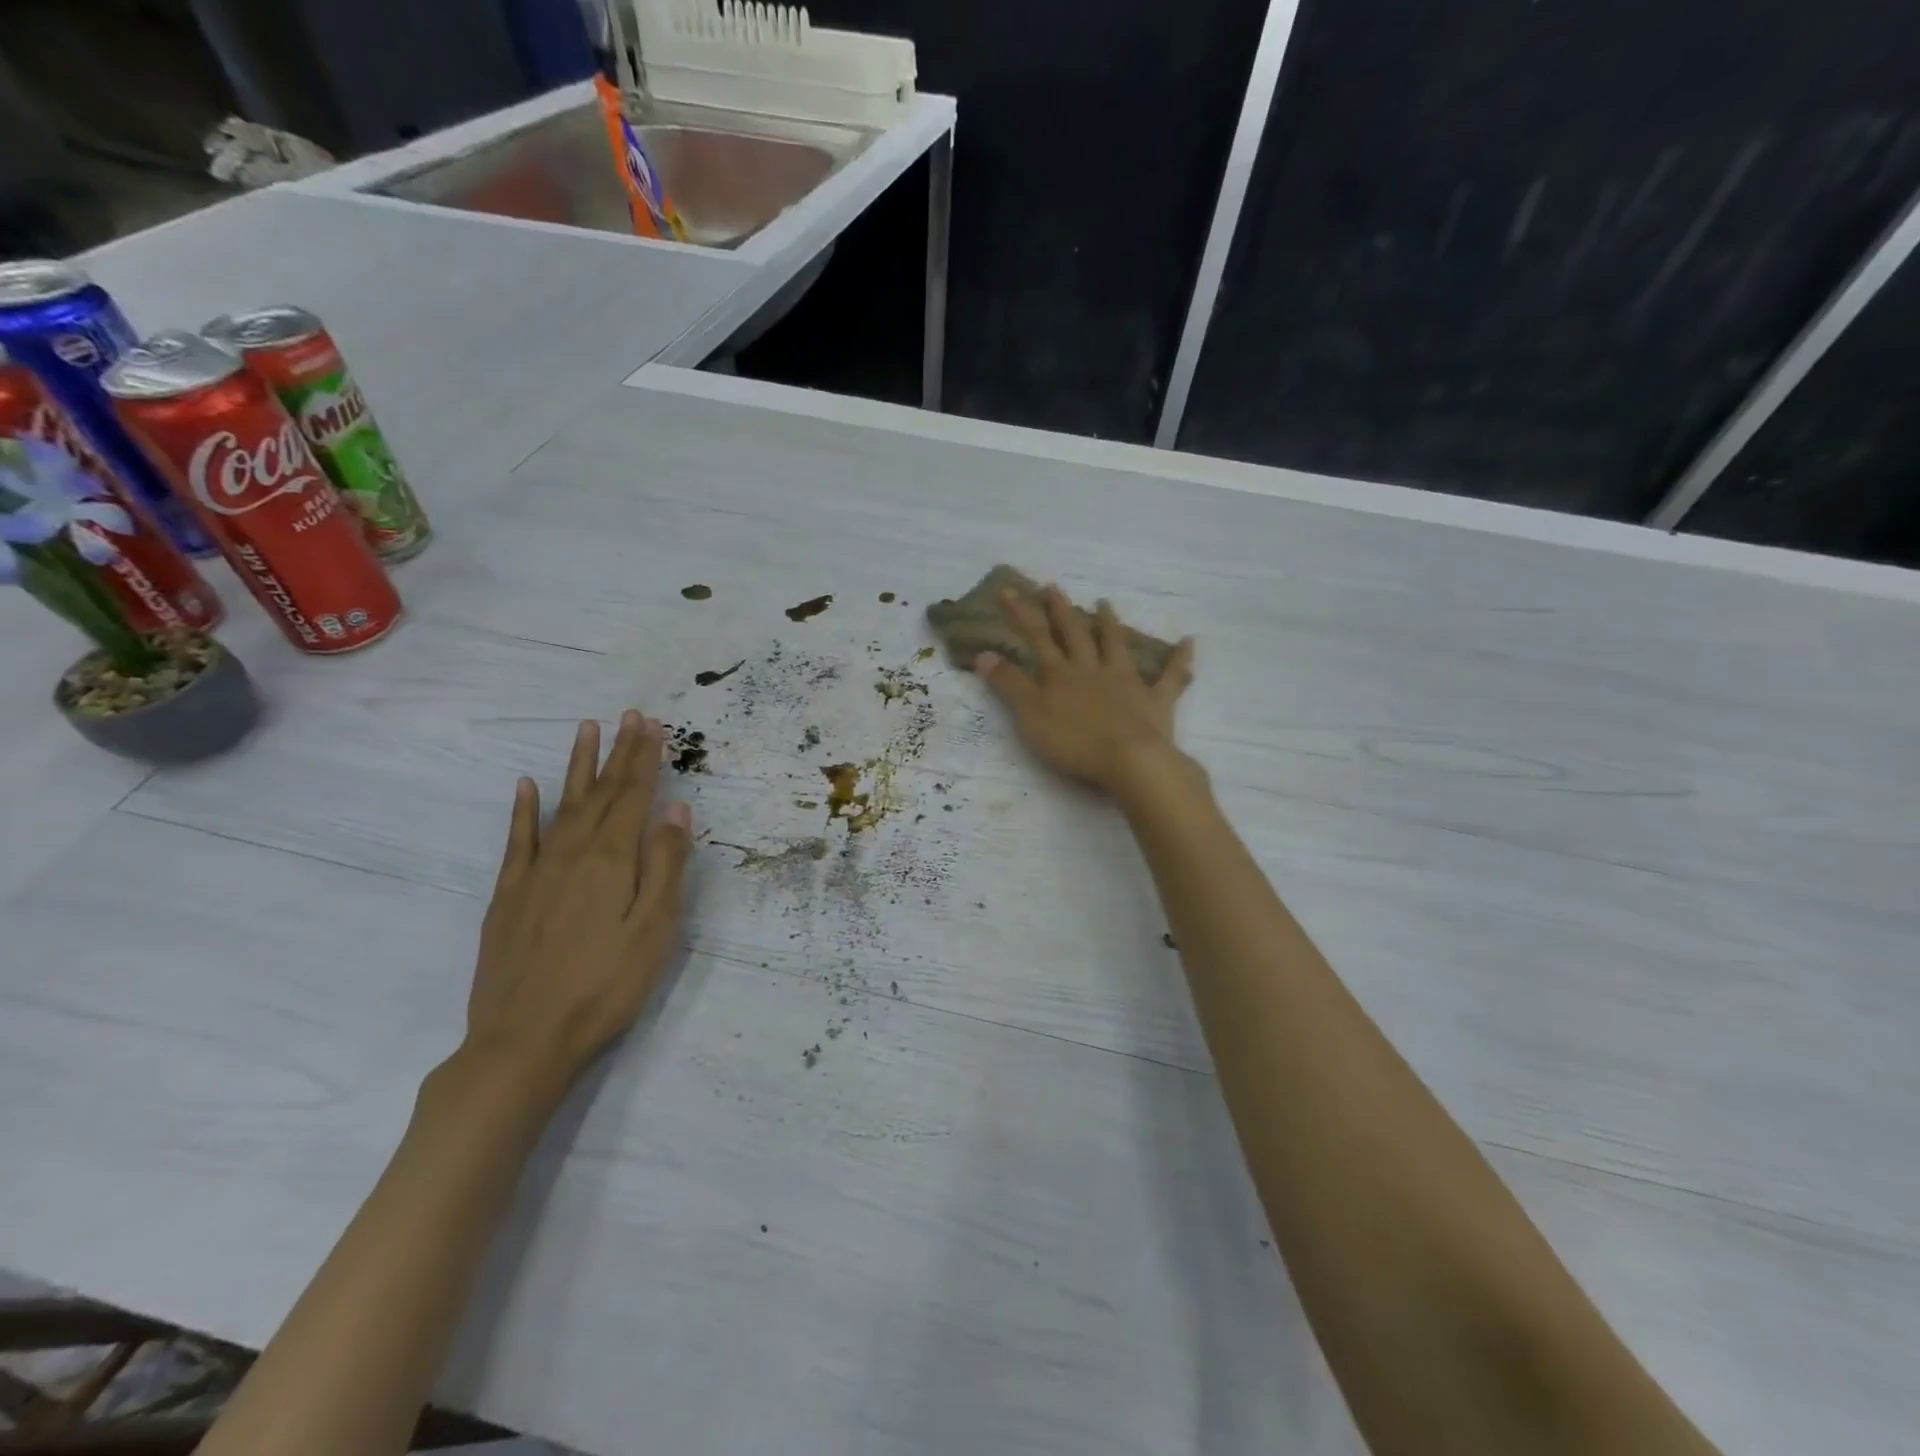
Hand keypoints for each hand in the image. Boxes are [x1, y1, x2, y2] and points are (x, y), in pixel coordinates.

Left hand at [464, 711, 692, 1090]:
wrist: (524, 1040)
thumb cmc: (605, 986)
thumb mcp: (654, 929)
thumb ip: (666, 866)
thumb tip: (676, 810)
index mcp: (612, 860)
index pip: (634, 796)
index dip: (645, 759)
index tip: (653, 725)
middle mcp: (572, 853)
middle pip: (601, 793)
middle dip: (619, 753)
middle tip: (630, 716)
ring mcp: (536, 872)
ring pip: (563, 805)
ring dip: (578, 767)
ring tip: (586, 730)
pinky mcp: (509, 895)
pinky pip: (518, 840)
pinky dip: (523, 810)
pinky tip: (525, 786)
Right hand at [972, 584, 1196, 800]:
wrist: (1130, 760)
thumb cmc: (1074, 742)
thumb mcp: (1030, 715)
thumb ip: (1008, 684)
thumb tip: (983, 653)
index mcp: (1061, 675)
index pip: (1037, 638)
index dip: (1022, 614)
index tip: (1009, 590)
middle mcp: (1093, 670)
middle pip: (1075, 634)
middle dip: (1061, 610)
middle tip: (1053, 586)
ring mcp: (1127, 682)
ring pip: (1117, 646)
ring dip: (1110, 624)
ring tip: (1104, 603)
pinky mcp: (1156, 701)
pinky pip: (1172, 677)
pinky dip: (1180, 660)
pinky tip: (1189, 642)